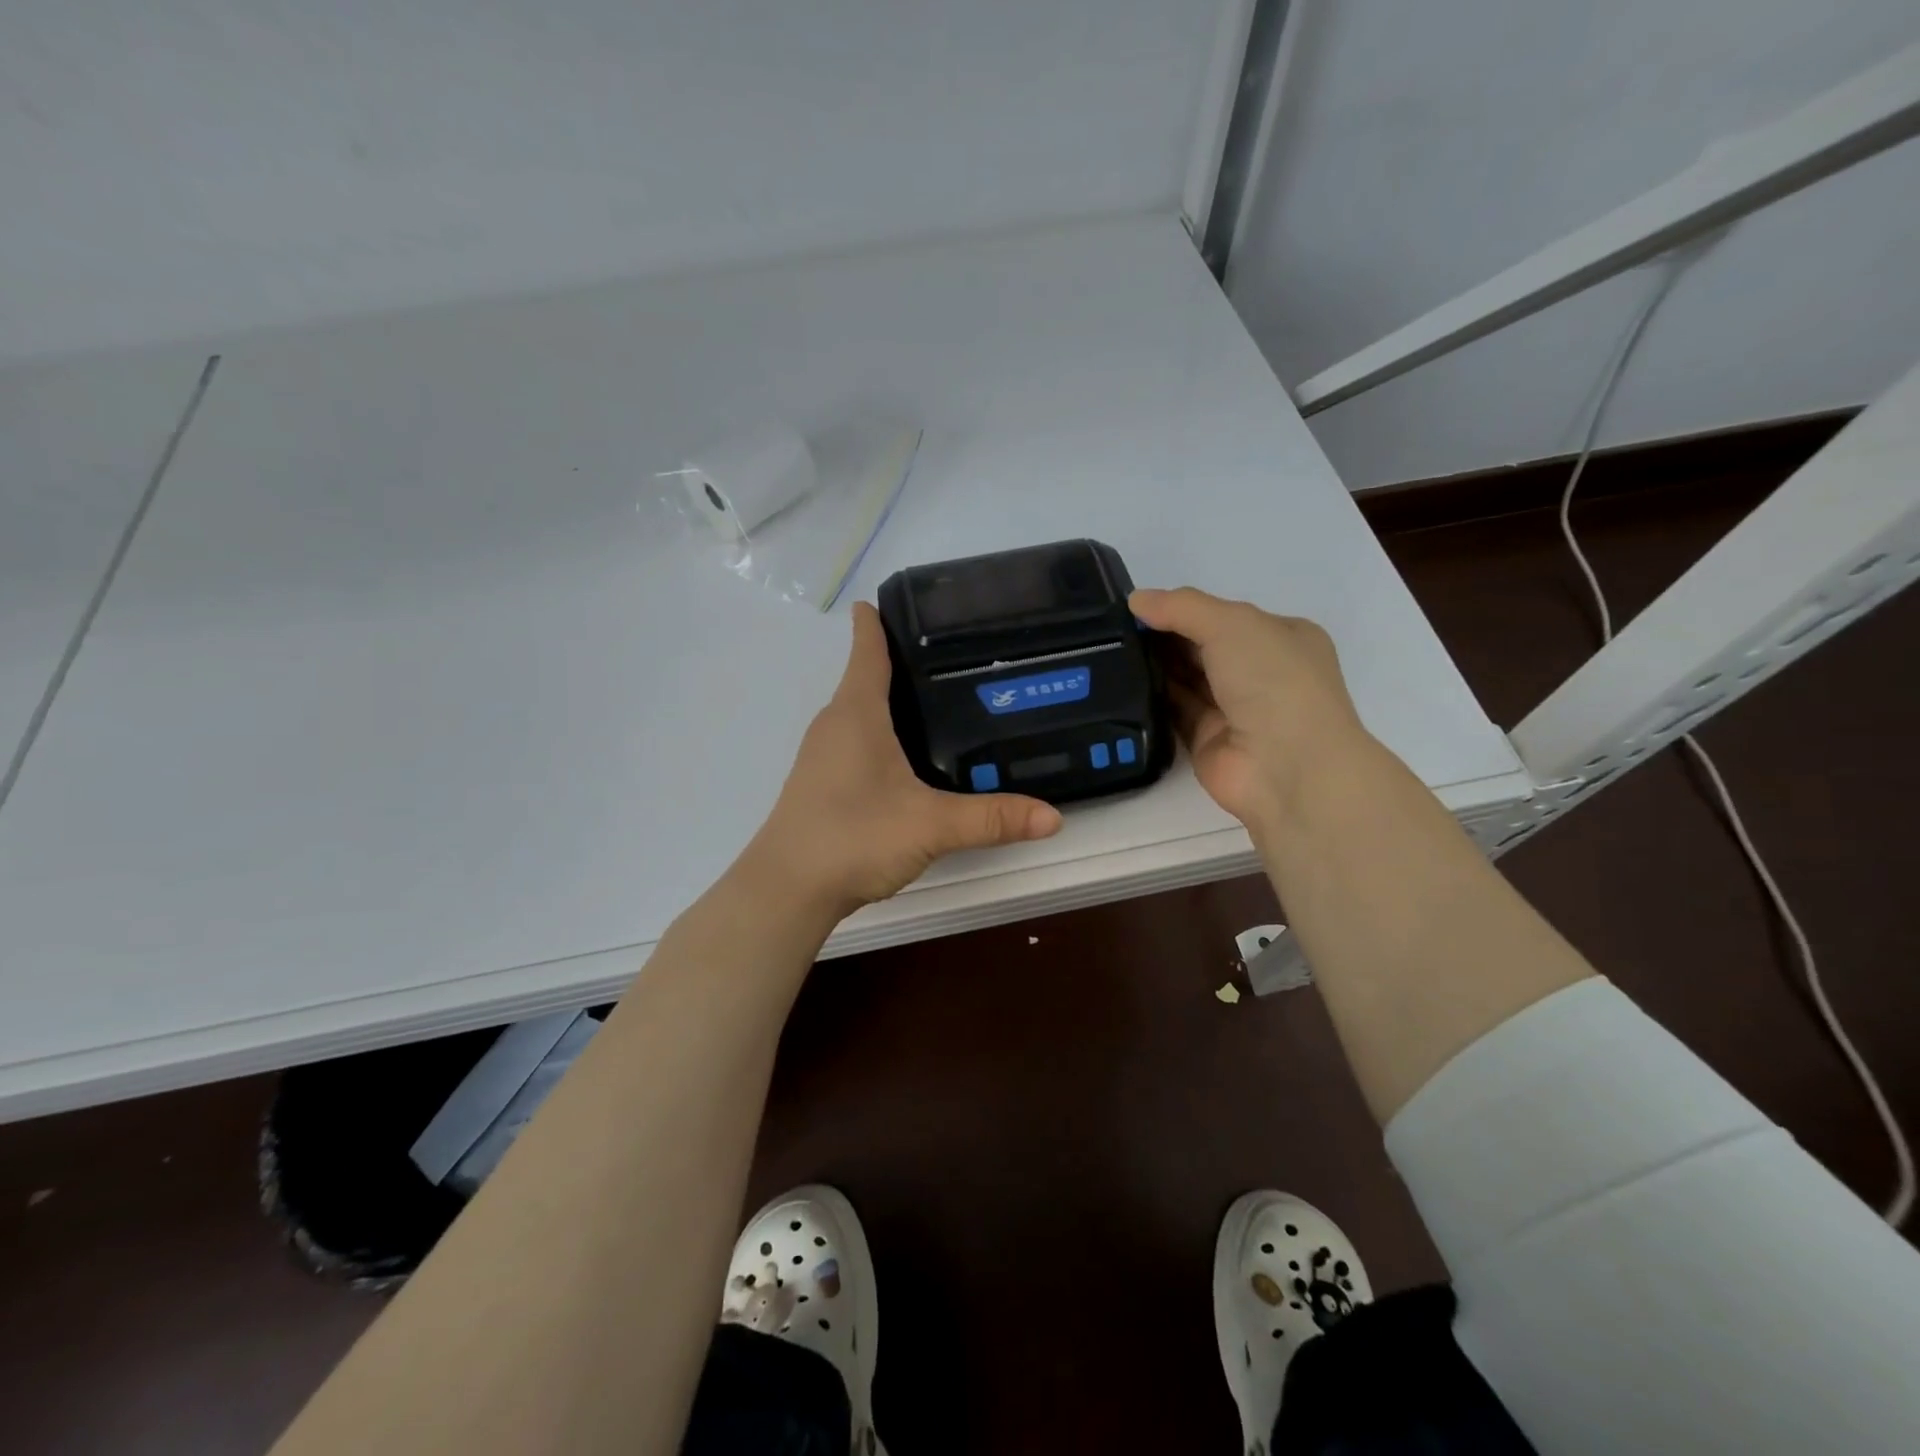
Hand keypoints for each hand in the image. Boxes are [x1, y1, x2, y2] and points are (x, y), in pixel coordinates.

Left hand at [743, 602, 1062, 916]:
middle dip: (904, 659)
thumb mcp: (931, 825)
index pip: (867, 648)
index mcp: (856, 712)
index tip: (905, 599)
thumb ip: (992, 818)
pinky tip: (911, 755)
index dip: (880, 620)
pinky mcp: (822, 782)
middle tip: (957, 652)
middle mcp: (835, 724)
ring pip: (862, 711)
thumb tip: (1053, 817)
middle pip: (867, 676)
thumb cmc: (854, 836)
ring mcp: (823, 754)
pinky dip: (883, 732)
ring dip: (892, 699)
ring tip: (943, 697)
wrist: (787, 890)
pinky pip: (857, 739)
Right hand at [1130, 587, 1370, 839]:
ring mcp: (1233, 709)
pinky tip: (1119, 683)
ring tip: (1107, 650)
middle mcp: (1259, 672)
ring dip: (1154, 665)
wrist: (1287, 767)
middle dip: (1163, 636)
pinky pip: (1174, 711)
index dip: (1183, 609)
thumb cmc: (1274, 681)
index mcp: (1279, 637)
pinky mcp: (1206, 739)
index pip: (1223, 616)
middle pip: (1202, 647)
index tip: (1138, 605)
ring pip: (1186, 679)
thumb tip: (1136, 599)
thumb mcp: (1232, 624)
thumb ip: (1182, 607)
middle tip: (1112, 627)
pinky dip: (1151, 698)